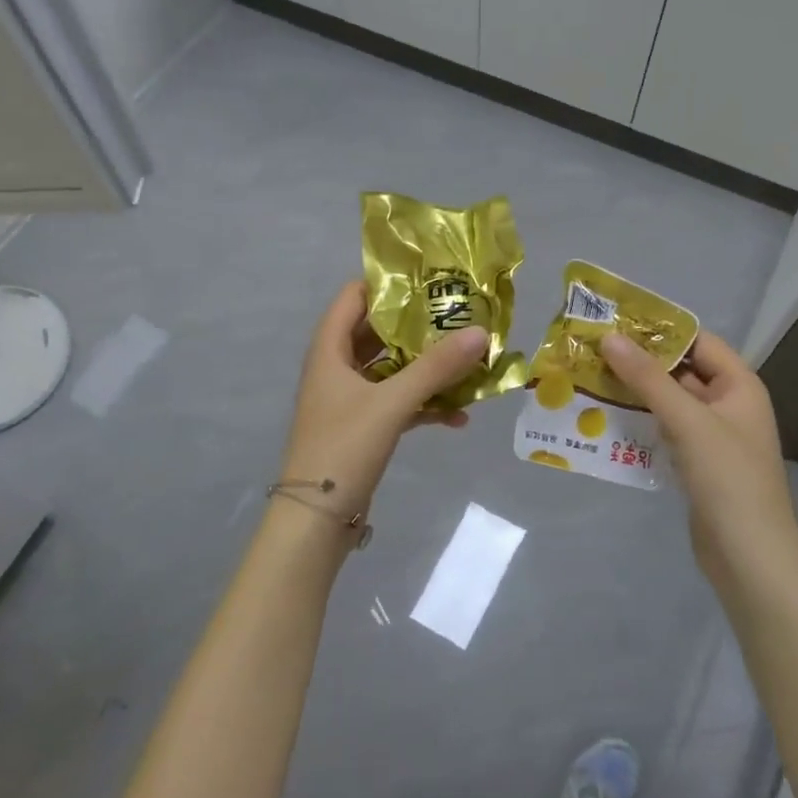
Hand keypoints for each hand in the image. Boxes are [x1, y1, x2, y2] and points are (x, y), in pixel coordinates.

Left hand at [276, 282, 489, 522]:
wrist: (315, 519)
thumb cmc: (344, 447)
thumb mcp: (392, 403)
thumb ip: (436, 368)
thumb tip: (481, 332)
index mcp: (329, 349)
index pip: (354, 296)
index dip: (388, 283)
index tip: (430, 278)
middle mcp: (336, 367)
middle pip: (377, 332)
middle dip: (417, 326)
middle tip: (458, 315)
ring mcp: (349, 399)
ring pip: (391, 369)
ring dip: (425, 367)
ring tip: (467, 360)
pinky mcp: (363, 427)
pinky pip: (397, 403)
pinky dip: (423, 405)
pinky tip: (459, 416)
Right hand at [601, 330, 797, 579]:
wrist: (750, 558)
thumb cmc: (728, 480)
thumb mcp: (687, 421)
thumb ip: (648, 378)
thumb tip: (610, 337)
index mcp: (738, 386)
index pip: (697, 341)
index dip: (659, 329)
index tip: (614, 320)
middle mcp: (727, 404)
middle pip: (679, 371)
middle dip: (638, 361)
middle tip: (590, 350)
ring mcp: (711, 436)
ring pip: (667, 402)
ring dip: (632, 392)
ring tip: (588, 379)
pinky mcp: (695, 464)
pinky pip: (663, 431)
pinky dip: (637, 422)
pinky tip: (603, 420)